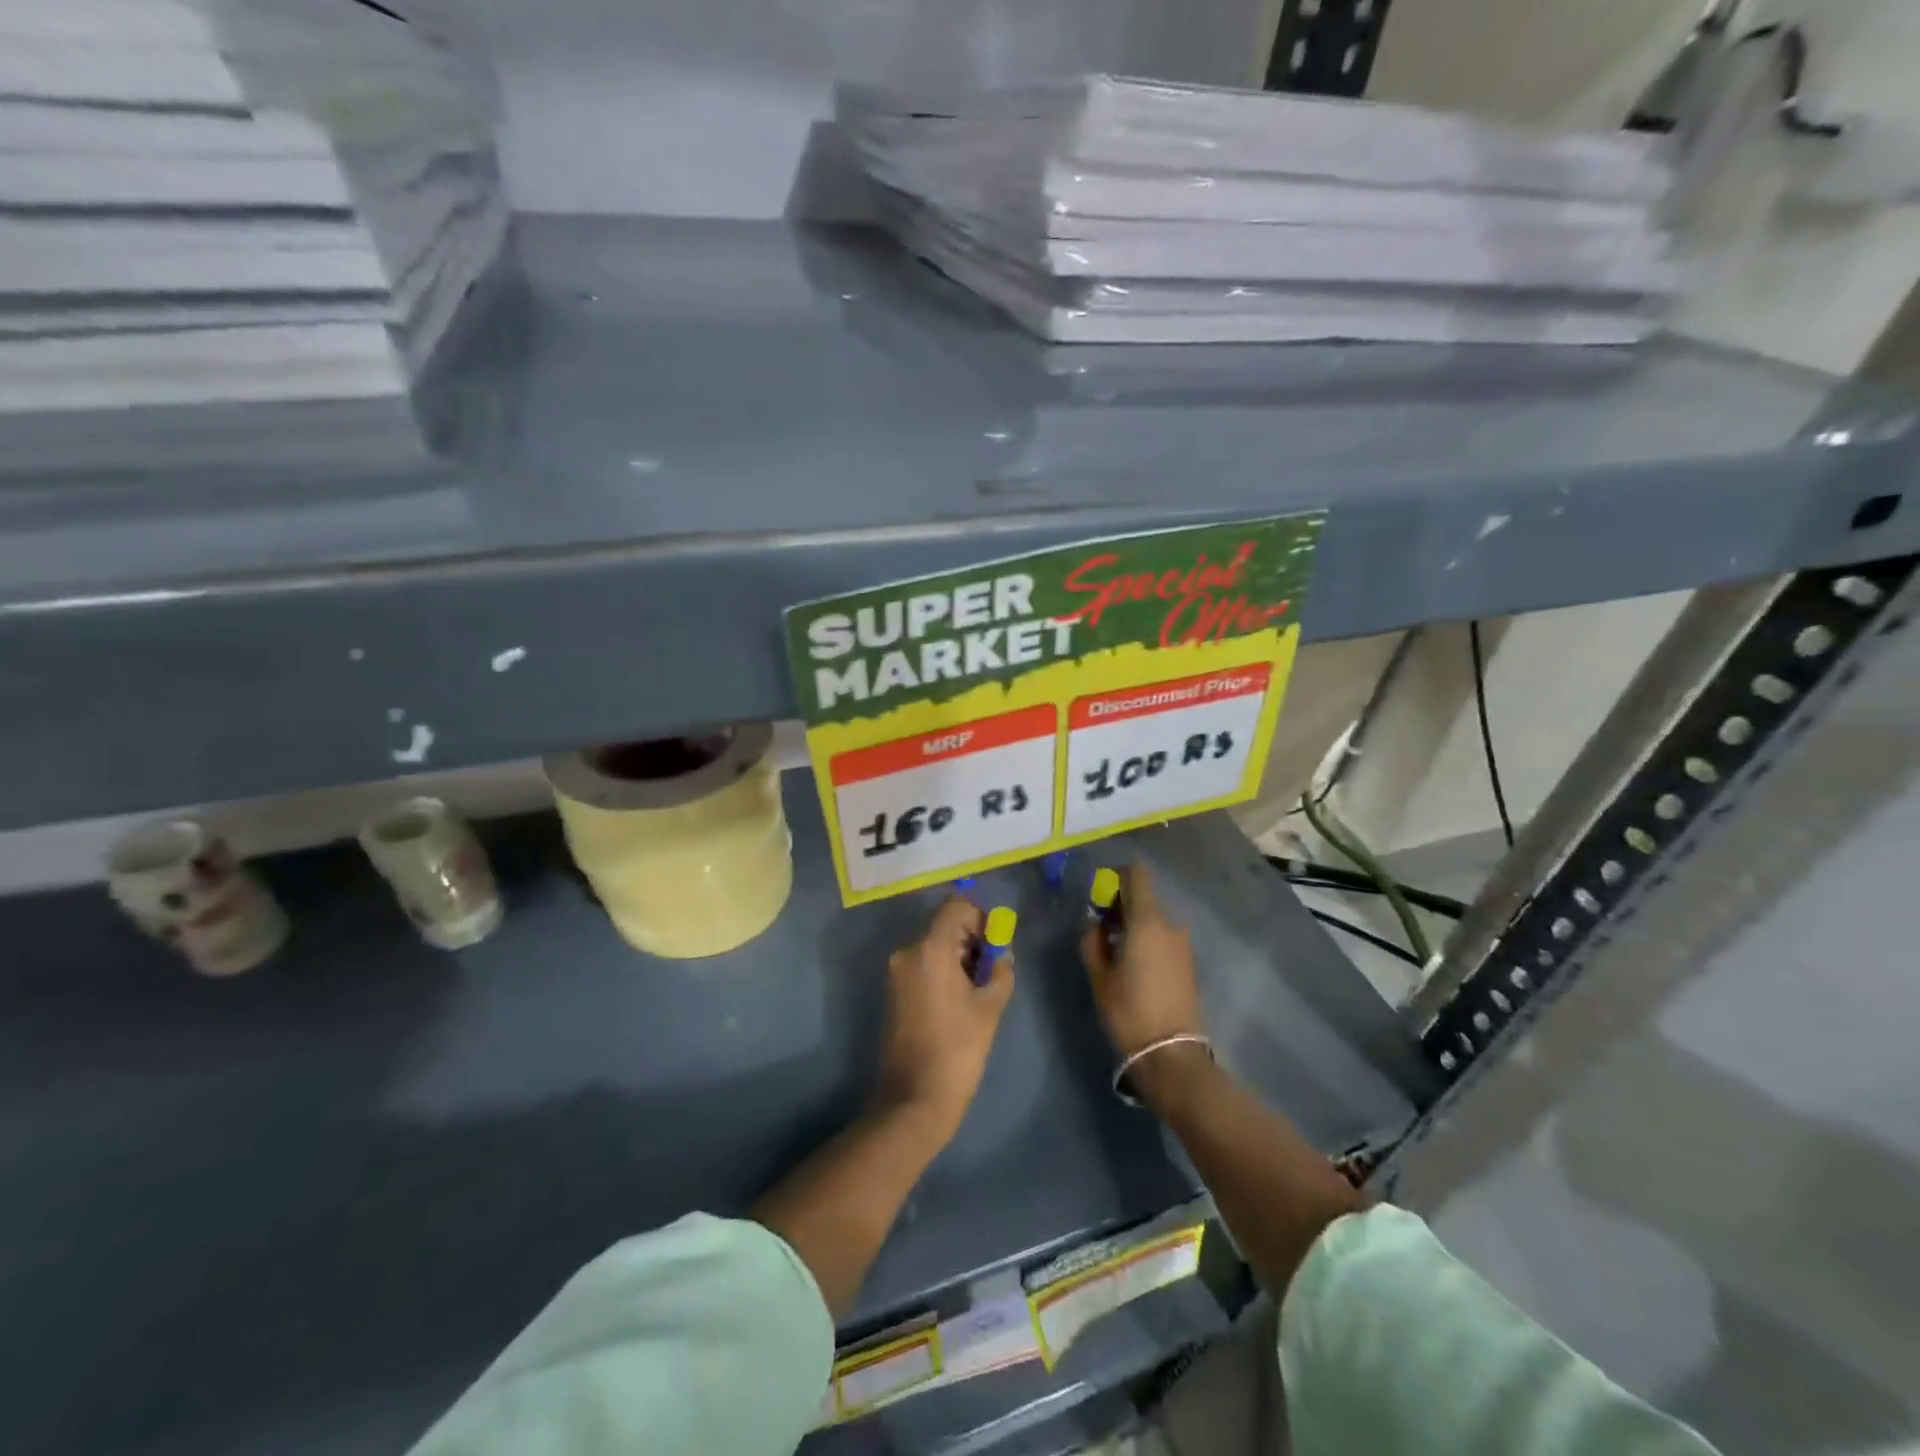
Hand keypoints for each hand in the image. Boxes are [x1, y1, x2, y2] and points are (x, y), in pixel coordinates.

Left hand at [874, 896, 1014, 1142]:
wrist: (914, 1098)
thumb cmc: (958, 1049)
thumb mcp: (990, 1007)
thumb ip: (1000, 971)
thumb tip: (1002, 956)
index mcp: (930, 950)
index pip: (956, 907)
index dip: (980, 918)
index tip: (995, 945)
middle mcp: (907, 953)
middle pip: (944, 926)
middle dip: (971, 940)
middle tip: (991, 970)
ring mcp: (896, 974)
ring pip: (933, 946)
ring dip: (958, 957)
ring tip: (977, 990)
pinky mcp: (893, 993)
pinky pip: (922, 966)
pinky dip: (942, 971)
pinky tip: (957, 1001)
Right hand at [1079, 863, 1202, 1061]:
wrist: (1171, 1055)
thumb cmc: (1128, 1011)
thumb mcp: (1099, 976)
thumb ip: (1092, 940)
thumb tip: (1095, 923)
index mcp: (1147, 920)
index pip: (1137, 874)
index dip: (1116, 877)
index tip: (1100, 897)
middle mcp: (1170, 924)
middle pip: (1144, 897)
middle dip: (1120, 906)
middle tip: (1101, 931)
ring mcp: (1183, 944)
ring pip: (1154, 919)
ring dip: (1134, 925)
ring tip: (1116, 953)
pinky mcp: (1188, 962)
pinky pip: (1164, 937)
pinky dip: (1147, 940)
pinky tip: (1134, 967)